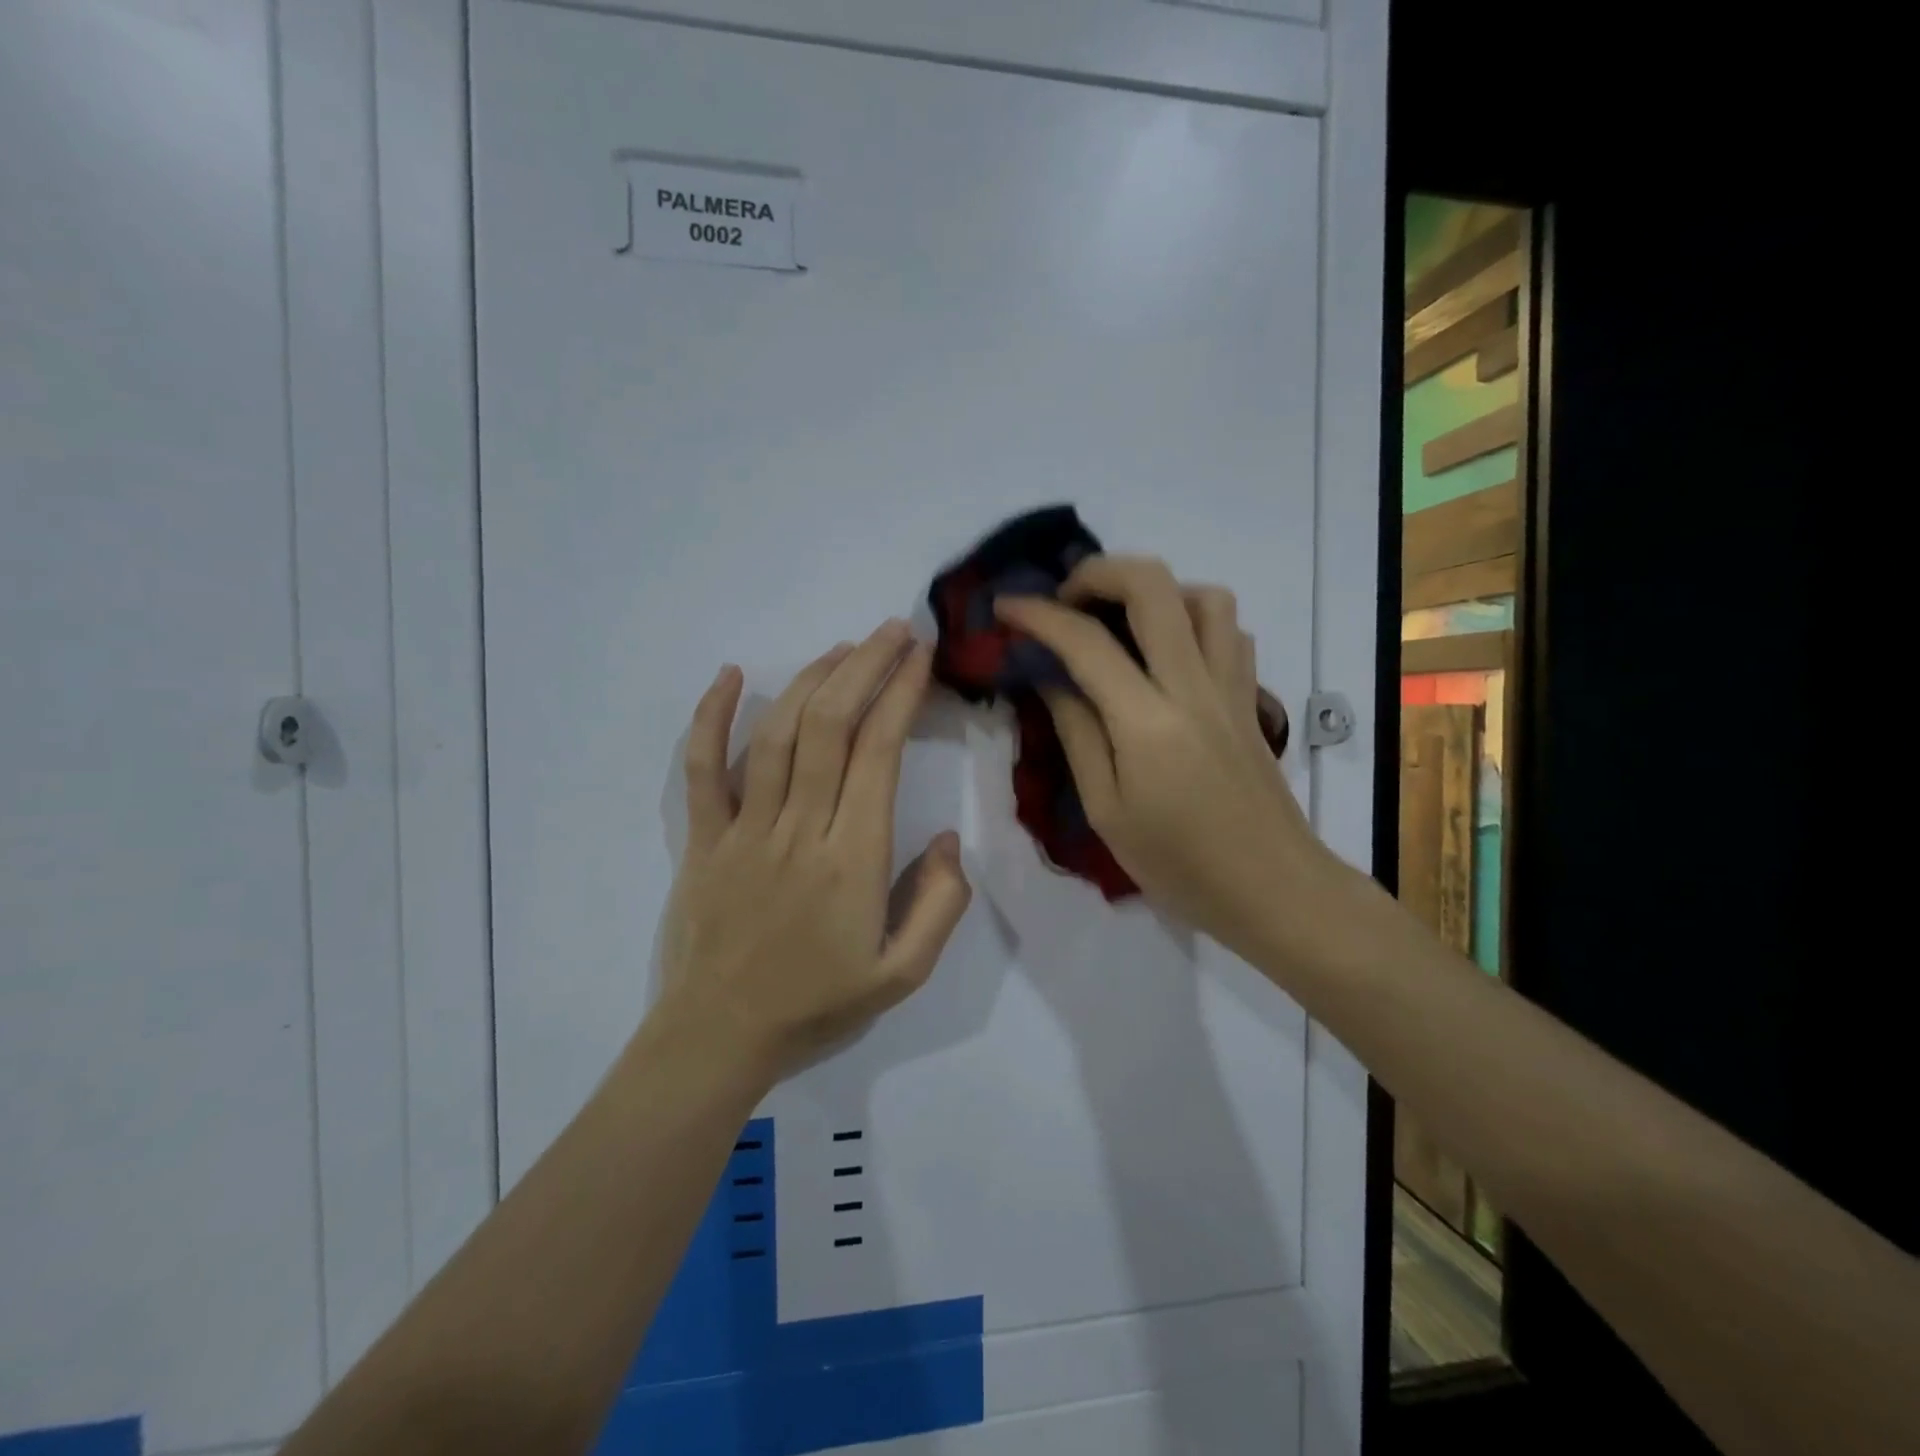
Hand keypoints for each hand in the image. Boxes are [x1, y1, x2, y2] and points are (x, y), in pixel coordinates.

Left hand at [654, 621, 972, 1078]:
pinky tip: (732, 674)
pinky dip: (712, 717)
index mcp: (853, 859)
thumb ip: (939, 906)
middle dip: (865, 667)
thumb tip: (949, 839)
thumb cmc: (817, 1005)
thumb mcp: (902, 975)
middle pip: (830, 727)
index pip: (879, 754)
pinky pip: (702, 769)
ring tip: (843, 648)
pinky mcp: (702, 838)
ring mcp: (744, 830)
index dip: (901, 695)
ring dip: (811, 680)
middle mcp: (799, 830)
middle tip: (892, 630)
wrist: (720, 1038)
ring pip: (777, 735)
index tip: (920, 657)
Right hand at [994, 557, 1330, 959]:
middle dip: (1098, 573)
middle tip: (1065, 600)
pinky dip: (1193, 619)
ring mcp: (1231, 687)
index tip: (1005, 606)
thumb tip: (1052, 679)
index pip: (1085, 642)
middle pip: (1153, 585)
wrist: (1274, 890)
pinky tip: (1168, 651)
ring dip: (1155, 591)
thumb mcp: (1107, 811)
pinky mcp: (1250, 698)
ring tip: (1120, 622)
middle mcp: (1194, 686)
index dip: (1038, 614)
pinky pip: (1228, 631)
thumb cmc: (1180, 865)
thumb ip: (1078, 734)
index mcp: (1147, 721)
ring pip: (1204, 595)